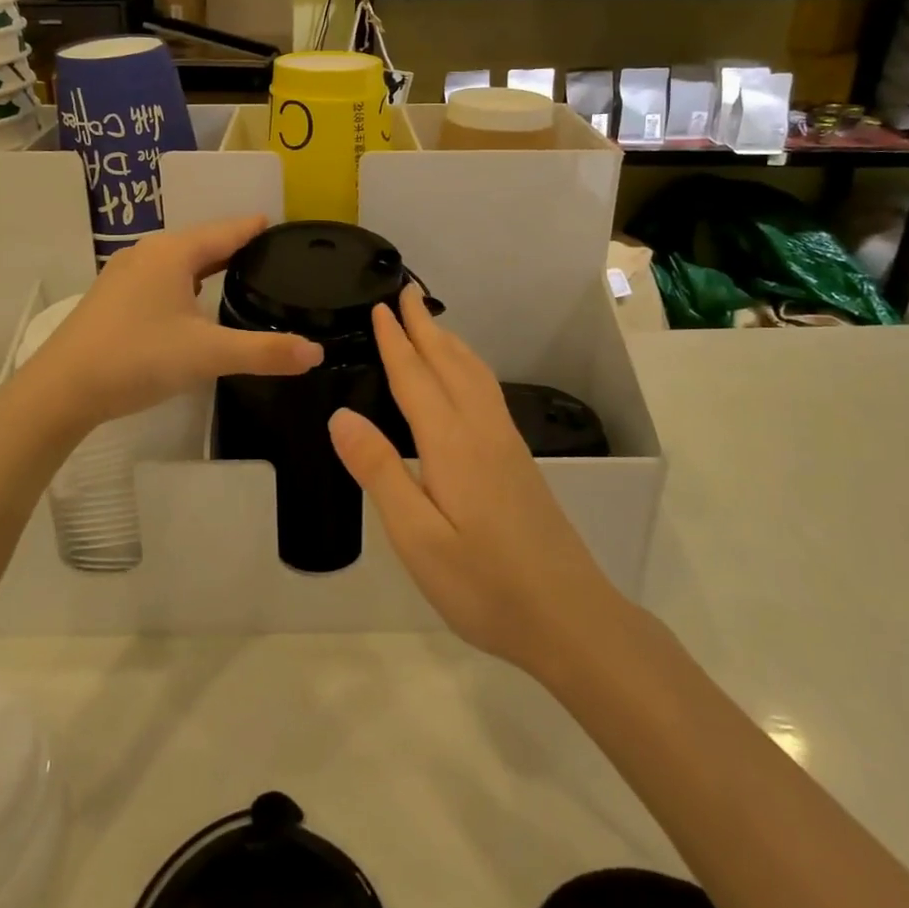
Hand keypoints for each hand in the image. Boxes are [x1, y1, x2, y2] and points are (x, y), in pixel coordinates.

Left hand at [24, 216, 321, 430]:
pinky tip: (194, 301)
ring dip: (210, 263)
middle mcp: (149, 252)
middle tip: (273, 256)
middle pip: (204, 240)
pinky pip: (162, 276)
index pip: (228, 230)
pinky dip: (187, 280)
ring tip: (241, 274)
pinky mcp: (113, 297)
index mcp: (174, 253)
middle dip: (237, 245)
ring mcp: (125, 273)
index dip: (258, 228)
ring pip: (180, 259)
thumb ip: (264, 352)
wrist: (60, 389)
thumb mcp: (207, 355)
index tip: (285, 228)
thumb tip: (317, 353)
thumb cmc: (137, 358)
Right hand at [328, 286, 624, 676]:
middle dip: (424, 327)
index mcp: (451, 443)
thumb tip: (341, 416)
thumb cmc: (484, 584)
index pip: (415, 377)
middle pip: (449, 364)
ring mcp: (506, 444)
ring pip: (475, 375)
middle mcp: (482, 431)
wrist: (568, 616)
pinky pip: (487, 393)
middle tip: (405, 291)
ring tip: (432, 323)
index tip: (380, 305)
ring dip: (450, 342)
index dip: (395, 340)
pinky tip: (467, 379)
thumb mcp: (417, 537)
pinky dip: (470, 367)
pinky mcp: (519, 461)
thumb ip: (380, 471)